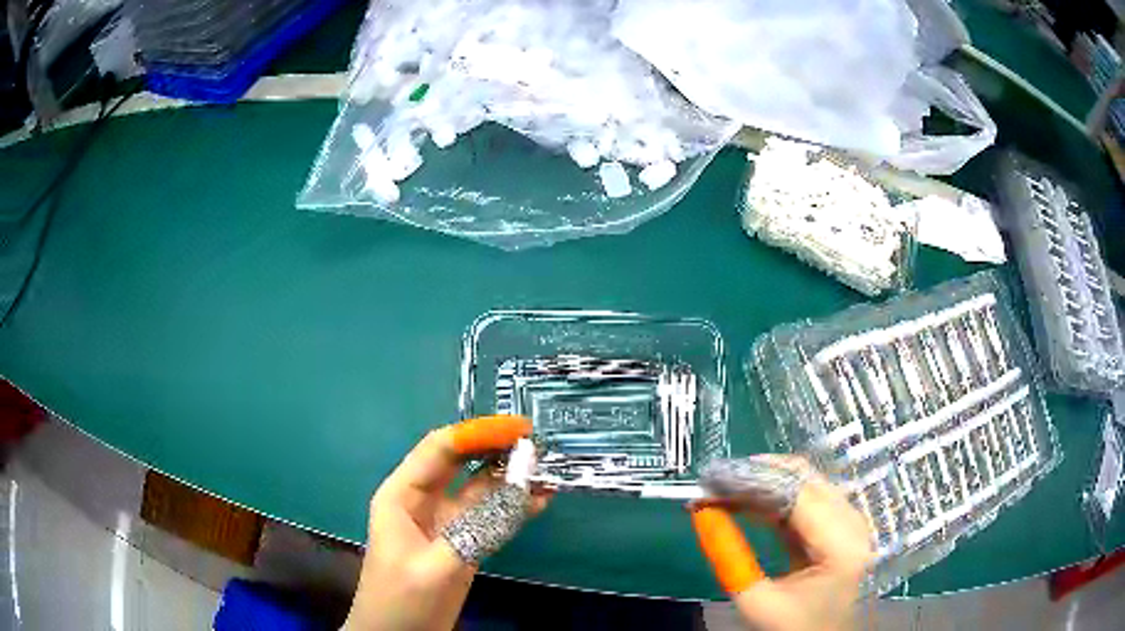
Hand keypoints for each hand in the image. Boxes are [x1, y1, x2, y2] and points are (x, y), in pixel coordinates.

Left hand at [344, 416, 550, 630]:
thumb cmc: (401, 600)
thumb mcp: (435, 567)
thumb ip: (476, 531)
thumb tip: (521, 496)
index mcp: (402, 494)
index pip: (440, 449)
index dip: (477, 433)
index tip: (518, 428)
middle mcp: (423, 500)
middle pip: (461, 462)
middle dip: (495, 448)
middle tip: (537, 441)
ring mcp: (445, 522)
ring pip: (478, 488)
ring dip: (509, 477)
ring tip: (546, 467)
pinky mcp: (462, 542)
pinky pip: (489, 516)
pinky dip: (513, 507)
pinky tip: (539, 500)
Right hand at [691, 456, 873, 630]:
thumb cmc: (793, 626)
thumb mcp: (755, 601)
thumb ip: (729, 557)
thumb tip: (703, 513)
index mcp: (841, 545)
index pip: (797, 494)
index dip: (753, 479)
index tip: (712, 479)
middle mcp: (854, 522)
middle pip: (805, 479)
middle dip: (756, 474)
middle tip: (714, 480)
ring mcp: (852, 519)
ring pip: (806, 481)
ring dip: (764, 481)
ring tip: (724, 489)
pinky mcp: (843, 522)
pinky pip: (807, 496)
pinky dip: (775, 495)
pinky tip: (746, 500)